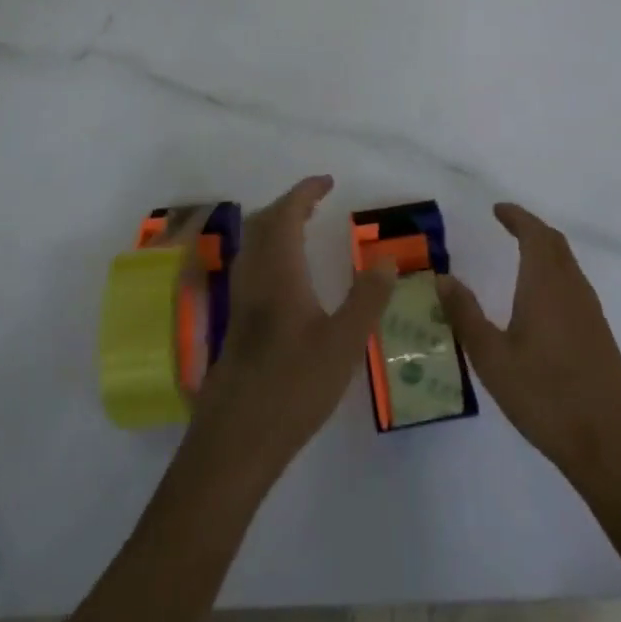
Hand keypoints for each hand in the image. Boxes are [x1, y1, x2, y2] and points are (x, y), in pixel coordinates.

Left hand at [186, 176, 395, 481]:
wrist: (235, 439)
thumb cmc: (292, 387)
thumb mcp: (343, 344)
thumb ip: (367, 299)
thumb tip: (386, 259)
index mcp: (278, 272)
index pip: (286, 215)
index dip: (304, 192)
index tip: (327, 181)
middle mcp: (253, 278)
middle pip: (263, 224)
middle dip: (288, 205)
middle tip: (317, 202)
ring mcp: (239, 301)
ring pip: (252, 245)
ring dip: (275, 226)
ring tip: (303, 230)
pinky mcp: (234, 324)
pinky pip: (250, 267)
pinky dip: (269, 251)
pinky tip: (286, 279)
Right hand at [438, 203, 620, 489]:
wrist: (611, 445)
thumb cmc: (546, 396)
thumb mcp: (492, 358)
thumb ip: (466, 314)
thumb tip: (443, 277)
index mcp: (546, 285)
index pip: (534, 234)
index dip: (517, 217)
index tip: (497, 209)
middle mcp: (572, 289)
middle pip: (555, 244)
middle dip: (531, 228)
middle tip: (506, 224)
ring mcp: (591, 312)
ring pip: (567, 264)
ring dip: (545, 250)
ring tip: (519, 254)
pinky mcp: (599, 335)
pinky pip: (574, 285)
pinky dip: (554, 273)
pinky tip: (540, 298)